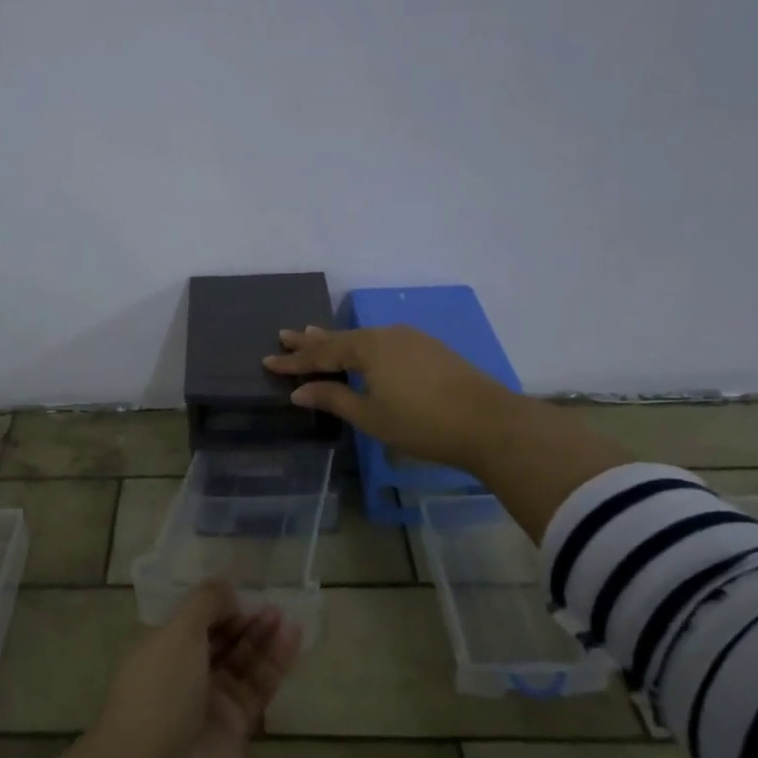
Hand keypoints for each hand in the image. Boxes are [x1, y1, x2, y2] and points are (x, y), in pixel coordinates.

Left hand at [86, 582, 300, 757]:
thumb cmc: (159, 688)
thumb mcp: (178, 633)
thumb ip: (205, 604)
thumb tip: (226, 588)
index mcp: (162, 649)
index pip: (193, 621)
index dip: (217, 606)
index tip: (241, 591)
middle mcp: (186, 674)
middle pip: (220, 640)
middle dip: (243, 620)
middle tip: (270, 602)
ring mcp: (211, 701)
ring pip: (242, 662)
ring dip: (263, 638)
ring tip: (284, 616)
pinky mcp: (237, 725)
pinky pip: (259, 686)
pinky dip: (275, 662)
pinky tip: (292, 638)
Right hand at [264, 324, 521, 476]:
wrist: (488, 422)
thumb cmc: (421, 423)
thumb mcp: (370, 415)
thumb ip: (333, 398)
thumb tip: (299, 391)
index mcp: (368, 347)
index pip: (322, 353)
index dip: (294, 360)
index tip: (268, 359)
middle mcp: (387, 334)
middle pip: (341, 338)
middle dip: (312, 340)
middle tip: (286, 334)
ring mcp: (411, 339)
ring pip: (364, 338)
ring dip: (338, 340)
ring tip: (316, 335)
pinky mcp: (430, 349)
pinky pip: (384, 342)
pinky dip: (364, 346)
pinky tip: (363, 349)